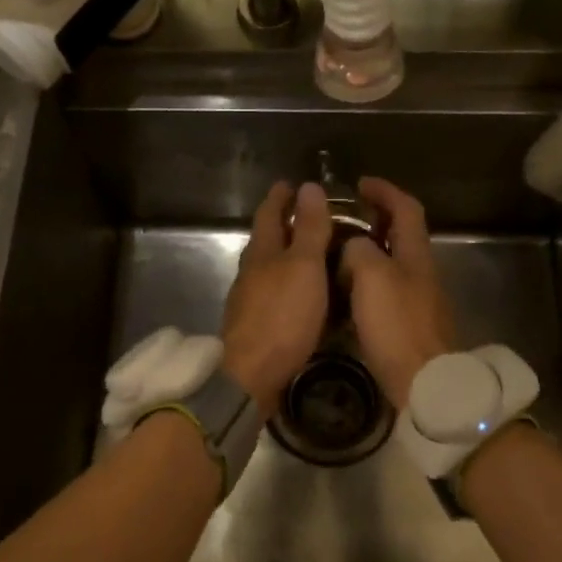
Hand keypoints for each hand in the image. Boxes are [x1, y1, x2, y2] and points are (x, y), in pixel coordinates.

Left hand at [221, 182, 333, 417]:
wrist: (251, 376)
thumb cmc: (281, 316)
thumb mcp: (304, 266)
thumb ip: (308, 229)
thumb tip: (308, 187)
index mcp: (262, 251)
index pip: (269, 213)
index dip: (281, 197)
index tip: (292, 184)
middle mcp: (251, 271)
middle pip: (267, 239)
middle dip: (284, 224)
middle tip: (310, 216)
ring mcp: (249, 300)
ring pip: (269, 267)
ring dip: (287, 256)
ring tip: (312, 254)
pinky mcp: (255, 325)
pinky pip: (274, 294)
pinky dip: (288, 284)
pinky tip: (302, 295)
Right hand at [339, 178, 454, 409]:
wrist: (424, 382)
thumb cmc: (397, 324)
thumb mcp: (372, 276)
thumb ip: (359, 250)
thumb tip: (354, 247)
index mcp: (416, 254)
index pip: (406, 208)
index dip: (385, 191)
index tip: (360, 183)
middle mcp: (421, 271)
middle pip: (401, 234)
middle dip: (375, 219)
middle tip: (343, 218)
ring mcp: (418, 299)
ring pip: (392, 262)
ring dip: (368, 250)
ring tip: (336, 251)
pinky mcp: (409, 324)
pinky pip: (386, 289)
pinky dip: (366, 279)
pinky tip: (345, 290)